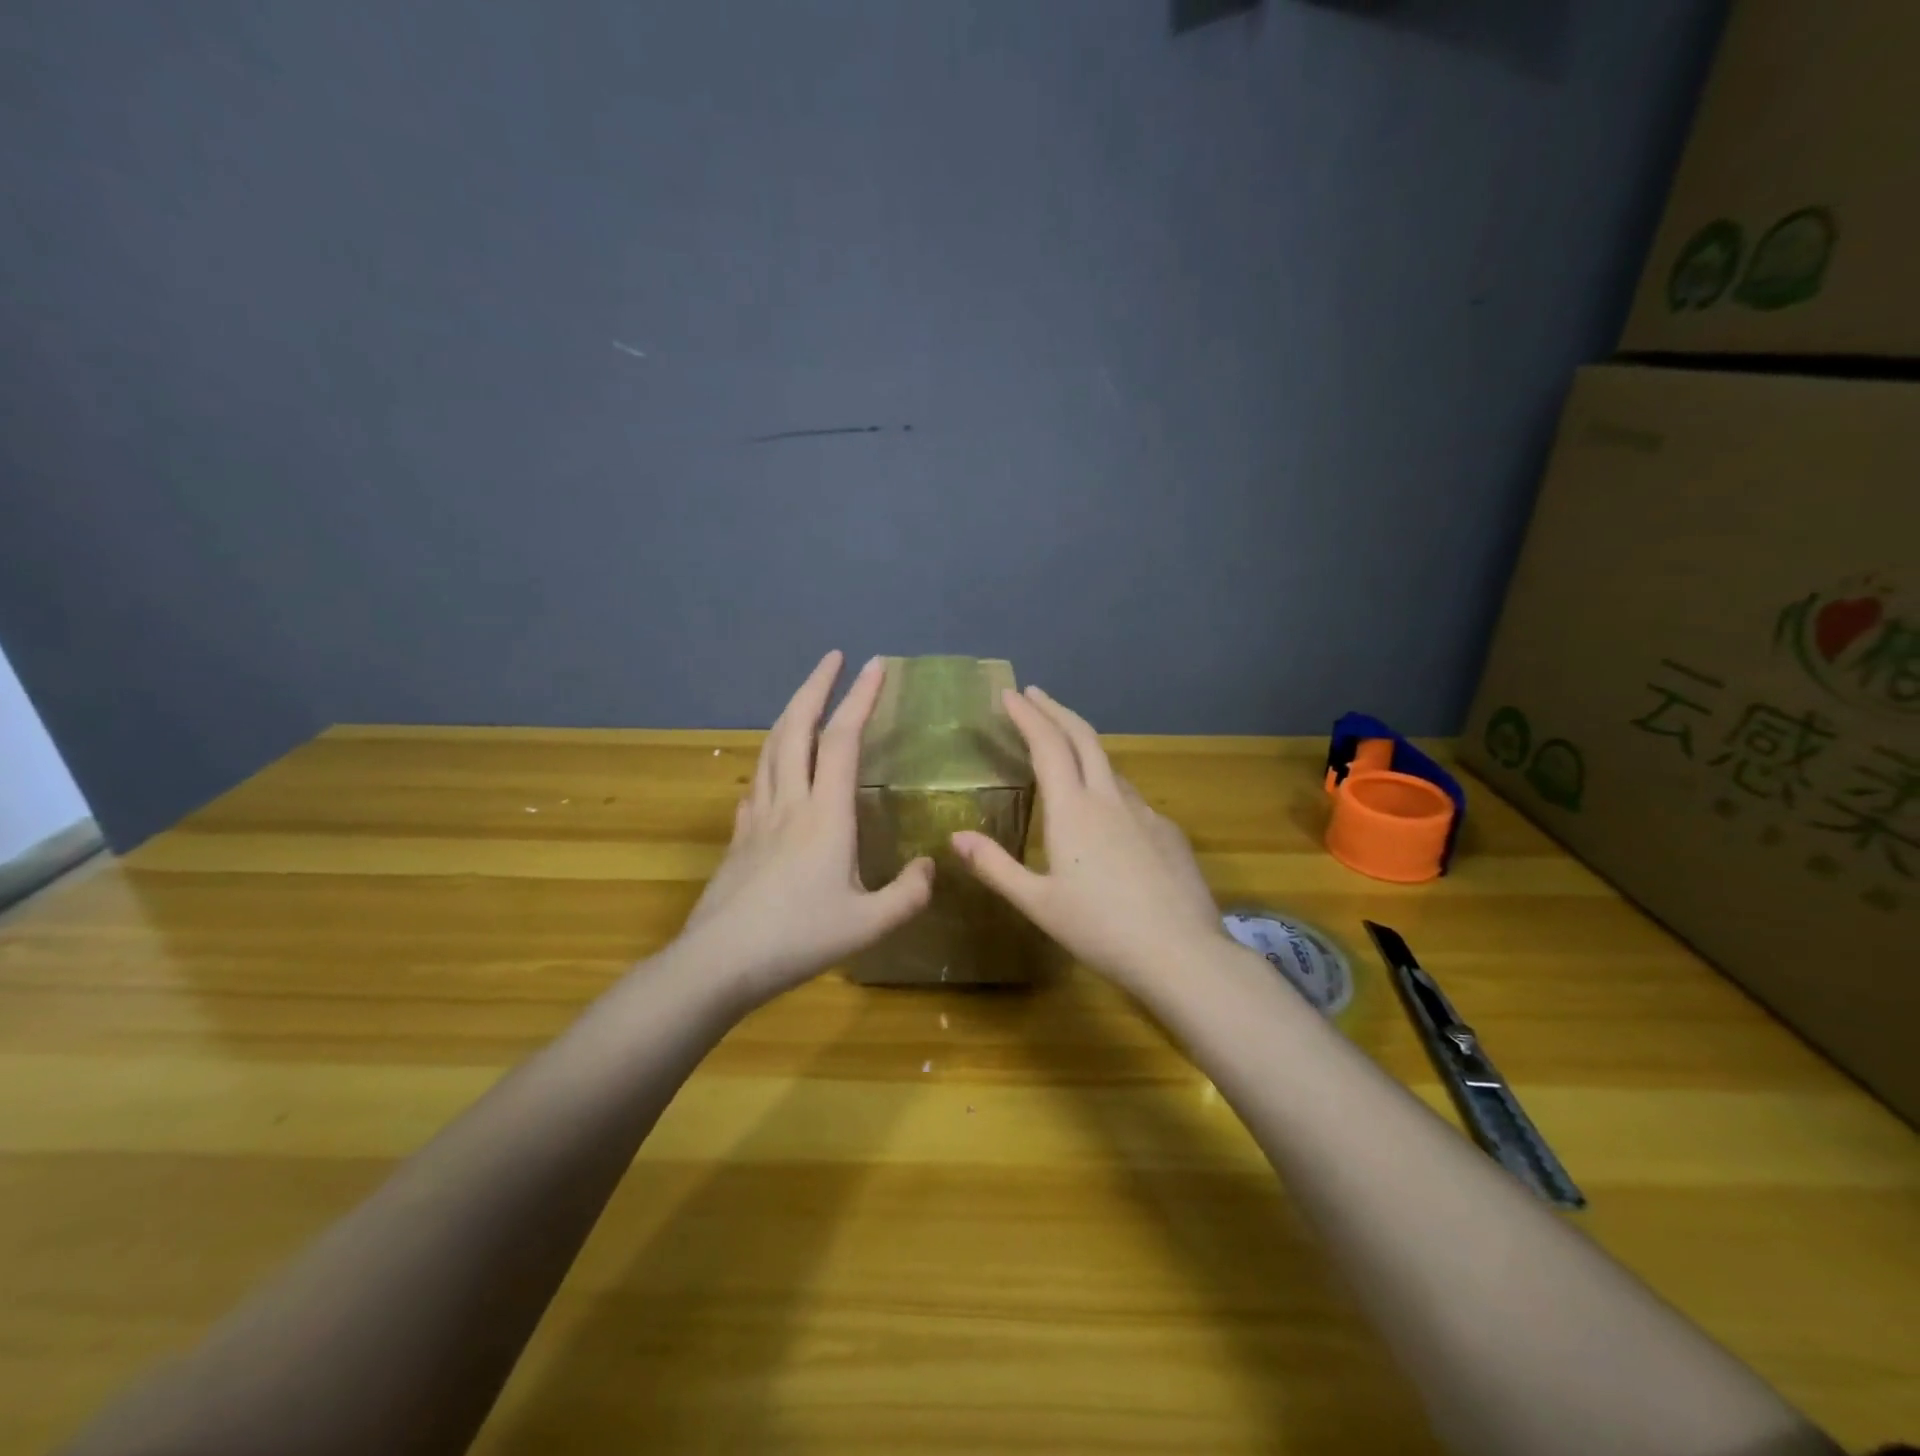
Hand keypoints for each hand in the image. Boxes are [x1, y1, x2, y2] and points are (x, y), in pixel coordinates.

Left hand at [678, 651, 934, 1002]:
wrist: (718, 963)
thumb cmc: (797, 939)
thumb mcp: (868, 925)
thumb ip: (908, 894)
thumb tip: (928, 866)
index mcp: (824, 815)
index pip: (842, 740)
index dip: (860, 698)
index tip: (875, 665)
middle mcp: (789, 803)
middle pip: (796, 728)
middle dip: (816, 686)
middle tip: (832, 658)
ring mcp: (757, 817)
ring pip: (771, 749)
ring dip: (791, 713)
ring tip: (806, 698)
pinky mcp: (739, 837)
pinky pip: (756, 782)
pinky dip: (770, 759)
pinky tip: (774, 770)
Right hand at [951, 685, 1228, 993]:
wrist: (1182, 955)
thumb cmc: (1101, 930)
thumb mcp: (1038, 903)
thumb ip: (995, 867)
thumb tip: (956, 836)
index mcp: (1074, 810)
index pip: (1047, 745)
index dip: (1027, 715)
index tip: (1010, 693)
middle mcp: (1111, 798)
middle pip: (1083, 737)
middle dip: (1056, 710)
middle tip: (1035, 694)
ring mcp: (1145, 813)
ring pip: (1110, 765)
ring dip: (1083, 745)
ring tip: (1064, 747)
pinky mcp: (1168, 832)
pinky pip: (1131, 797)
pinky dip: (1108, 785)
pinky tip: (1107, 812)